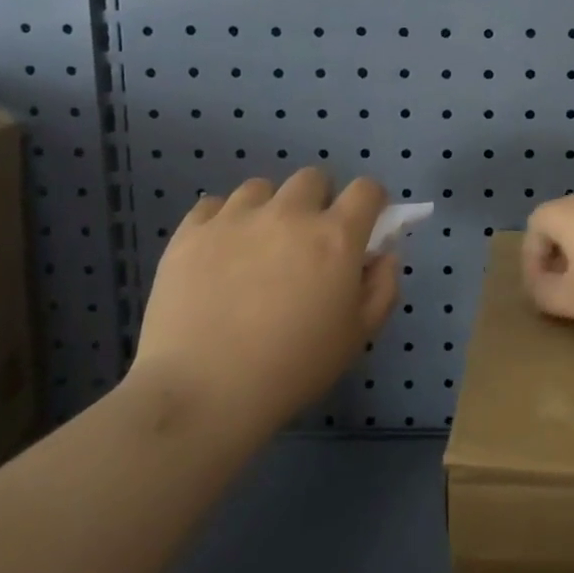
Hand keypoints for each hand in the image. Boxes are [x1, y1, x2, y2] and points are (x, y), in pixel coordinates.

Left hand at [131, 168, 399, 428]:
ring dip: (269, 208)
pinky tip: (219, 253)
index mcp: (335, 236)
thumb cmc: (293, 368)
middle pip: (312, 178)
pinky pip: (211, 205)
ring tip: (257, 246)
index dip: (370, 202)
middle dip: (318, 201)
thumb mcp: (358, 336)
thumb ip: (382, 287)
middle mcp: (289, 214)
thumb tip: (383, 254)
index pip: (366, 189)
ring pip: (261, 187)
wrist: (203, 394)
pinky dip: (221, 221)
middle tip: (307, 241)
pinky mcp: (191, 232)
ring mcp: (235, 218)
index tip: (362, 226)